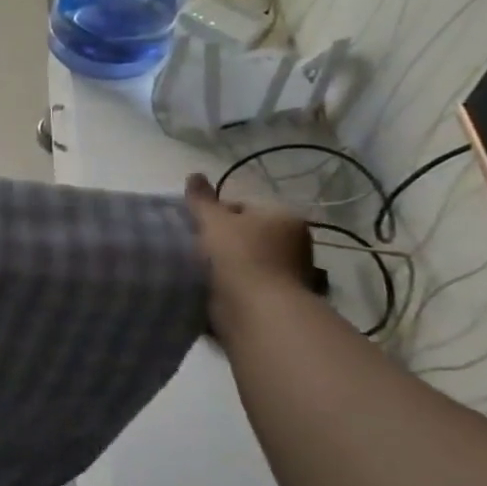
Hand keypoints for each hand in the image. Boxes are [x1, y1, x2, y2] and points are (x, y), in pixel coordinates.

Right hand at [185, 172, 314, 338]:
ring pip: (242, 260)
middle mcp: (294, 243)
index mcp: (285, 218)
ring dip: (222, 265)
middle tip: (193, 247)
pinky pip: (243, 284)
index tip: (196, 227)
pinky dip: (227, 285)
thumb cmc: (238, 255)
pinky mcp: (275, 299)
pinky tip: (207, 287)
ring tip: (196, 269)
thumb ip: (201, 199)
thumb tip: (194, 174)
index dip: (215, 215)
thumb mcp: (213, 220)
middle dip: (218, 240)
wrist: (255, 310)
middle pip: (243, 234)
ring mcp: (288, 273)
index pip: (243, 207)